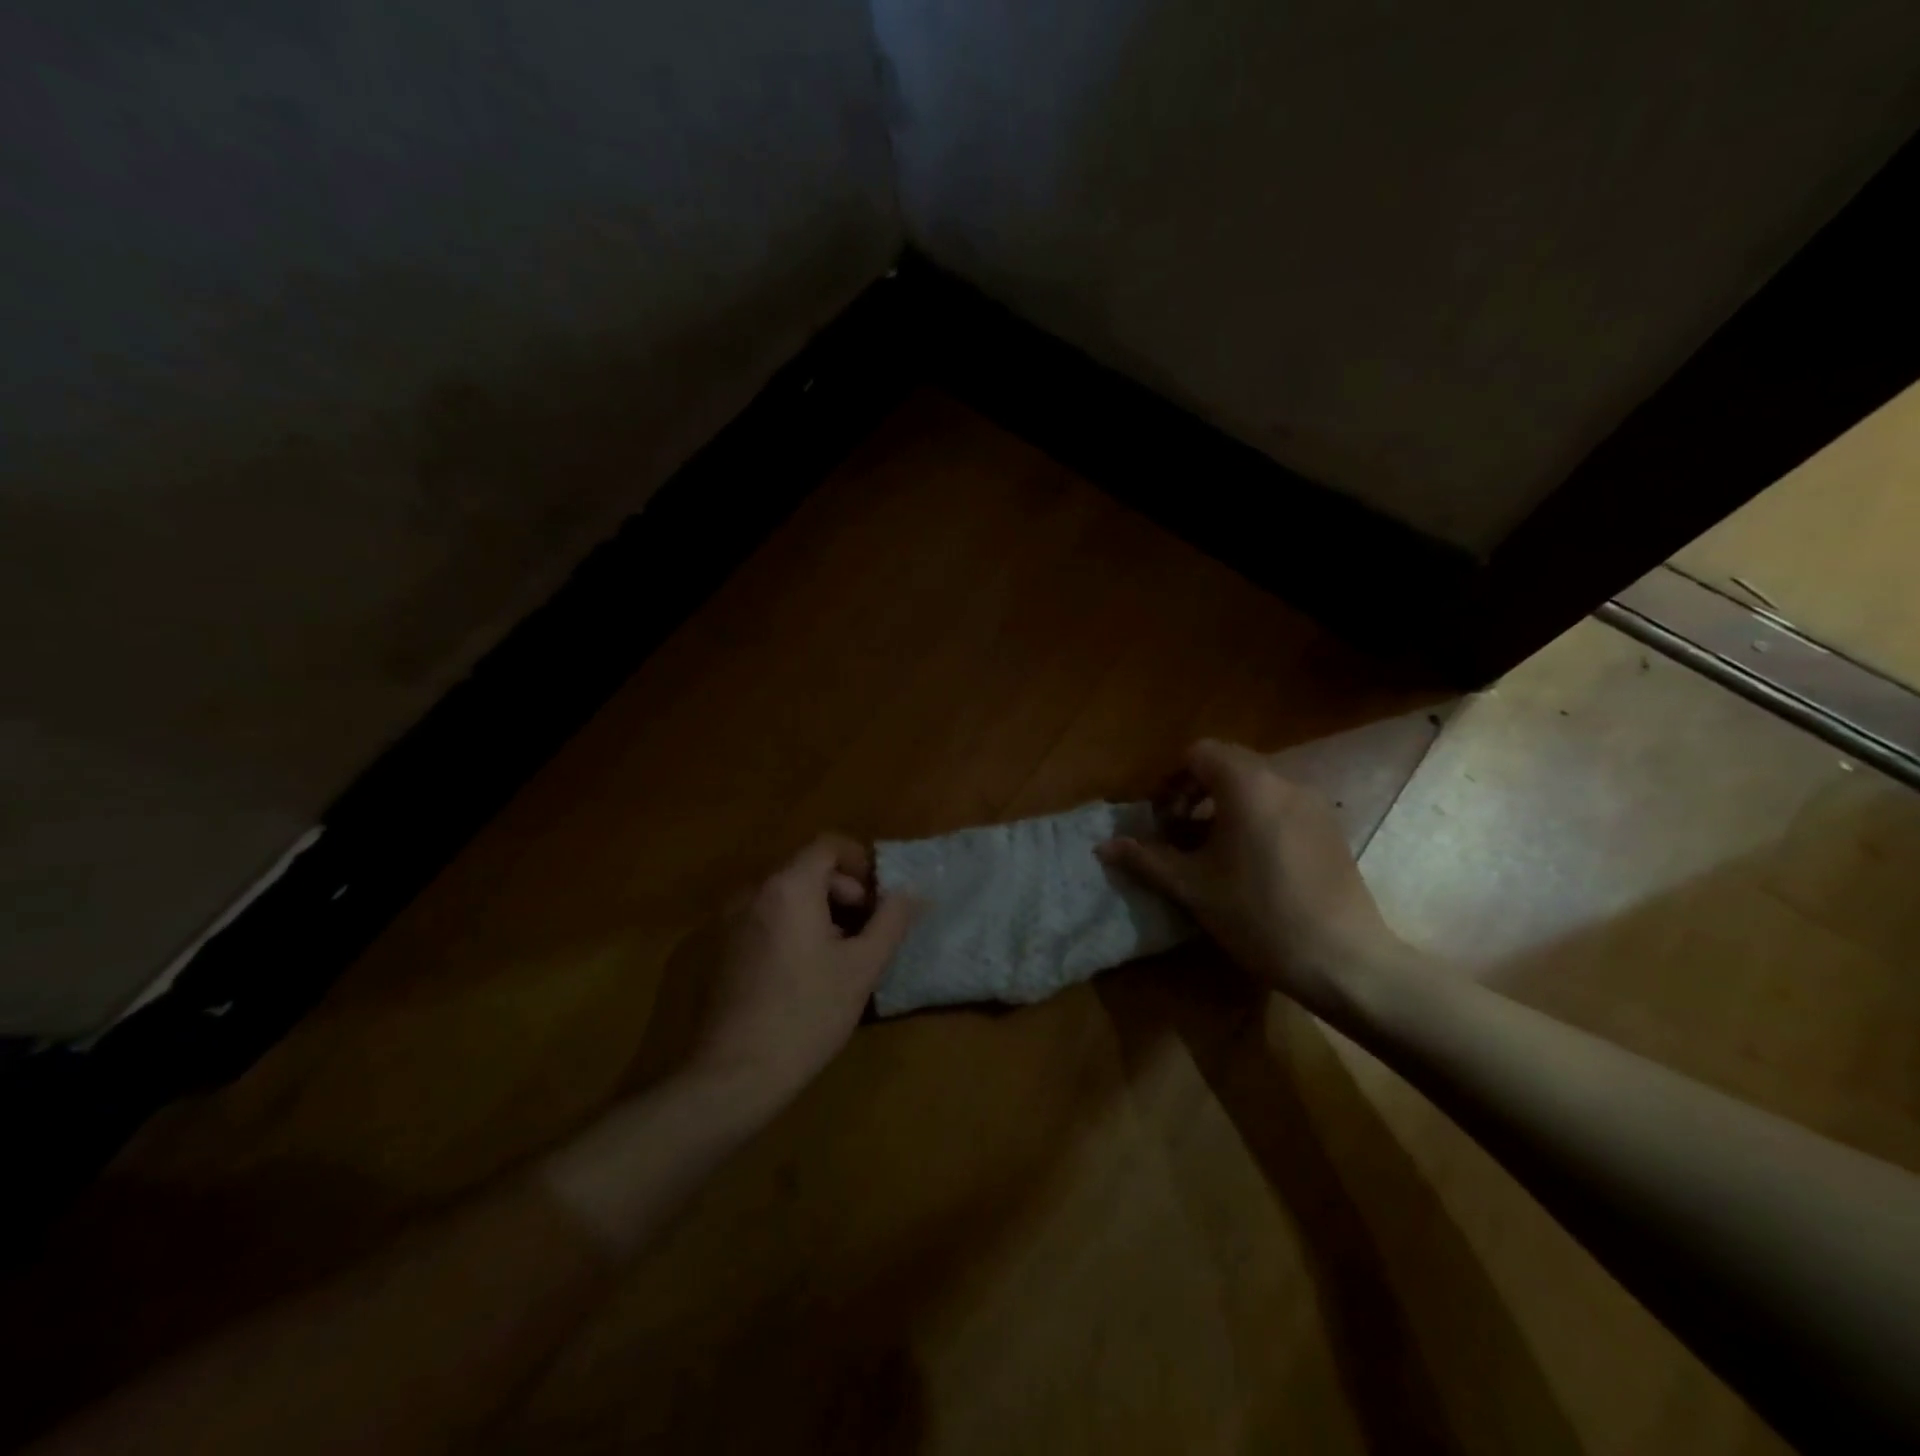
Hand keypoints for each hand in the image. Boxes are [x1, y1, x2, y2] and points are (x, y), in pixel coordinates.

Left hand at [680, 834, 916, 1118]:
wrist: (733, 1075)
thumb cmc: (807, 1014)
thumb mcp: (863, 967)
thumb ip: (891, 921)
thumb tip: (910, 891)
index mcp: (788, 887)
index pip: (828, 845)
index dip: (860, 864)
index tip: (879, 899)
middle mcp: (753, 891)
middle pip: (807, 869)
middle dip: (842, 893)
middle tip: (865, 934)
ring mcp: (729, 920)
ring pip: (785, 896)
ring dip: (818, 912)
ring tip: (838, 957)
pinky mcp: (718, 948)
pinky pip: (764, 920)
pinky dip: (790, 929)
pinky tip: (802, 974)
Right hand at [1098, 739, 1403, 1015]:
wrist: (1343, 960)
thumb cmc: (1259, 916)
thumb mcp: (1193, 888)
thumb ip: (1146, 859)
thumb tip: (1103, 847)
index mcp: (1247, 786)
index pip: (1199, 752)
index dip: (1171, 780)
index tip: (1162, 818)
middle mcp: (1283, 782)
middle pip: (1228, 764)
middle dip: (1195, 791)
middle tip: (1179, 832)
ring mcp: (1313, 804)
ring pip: (1256, 785)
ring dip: (1225, 805)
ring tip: (1212, 851)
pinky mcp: (1330, 828)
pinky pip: (1281, 805)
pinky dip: (1255, 818)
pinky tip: (1251, 864)